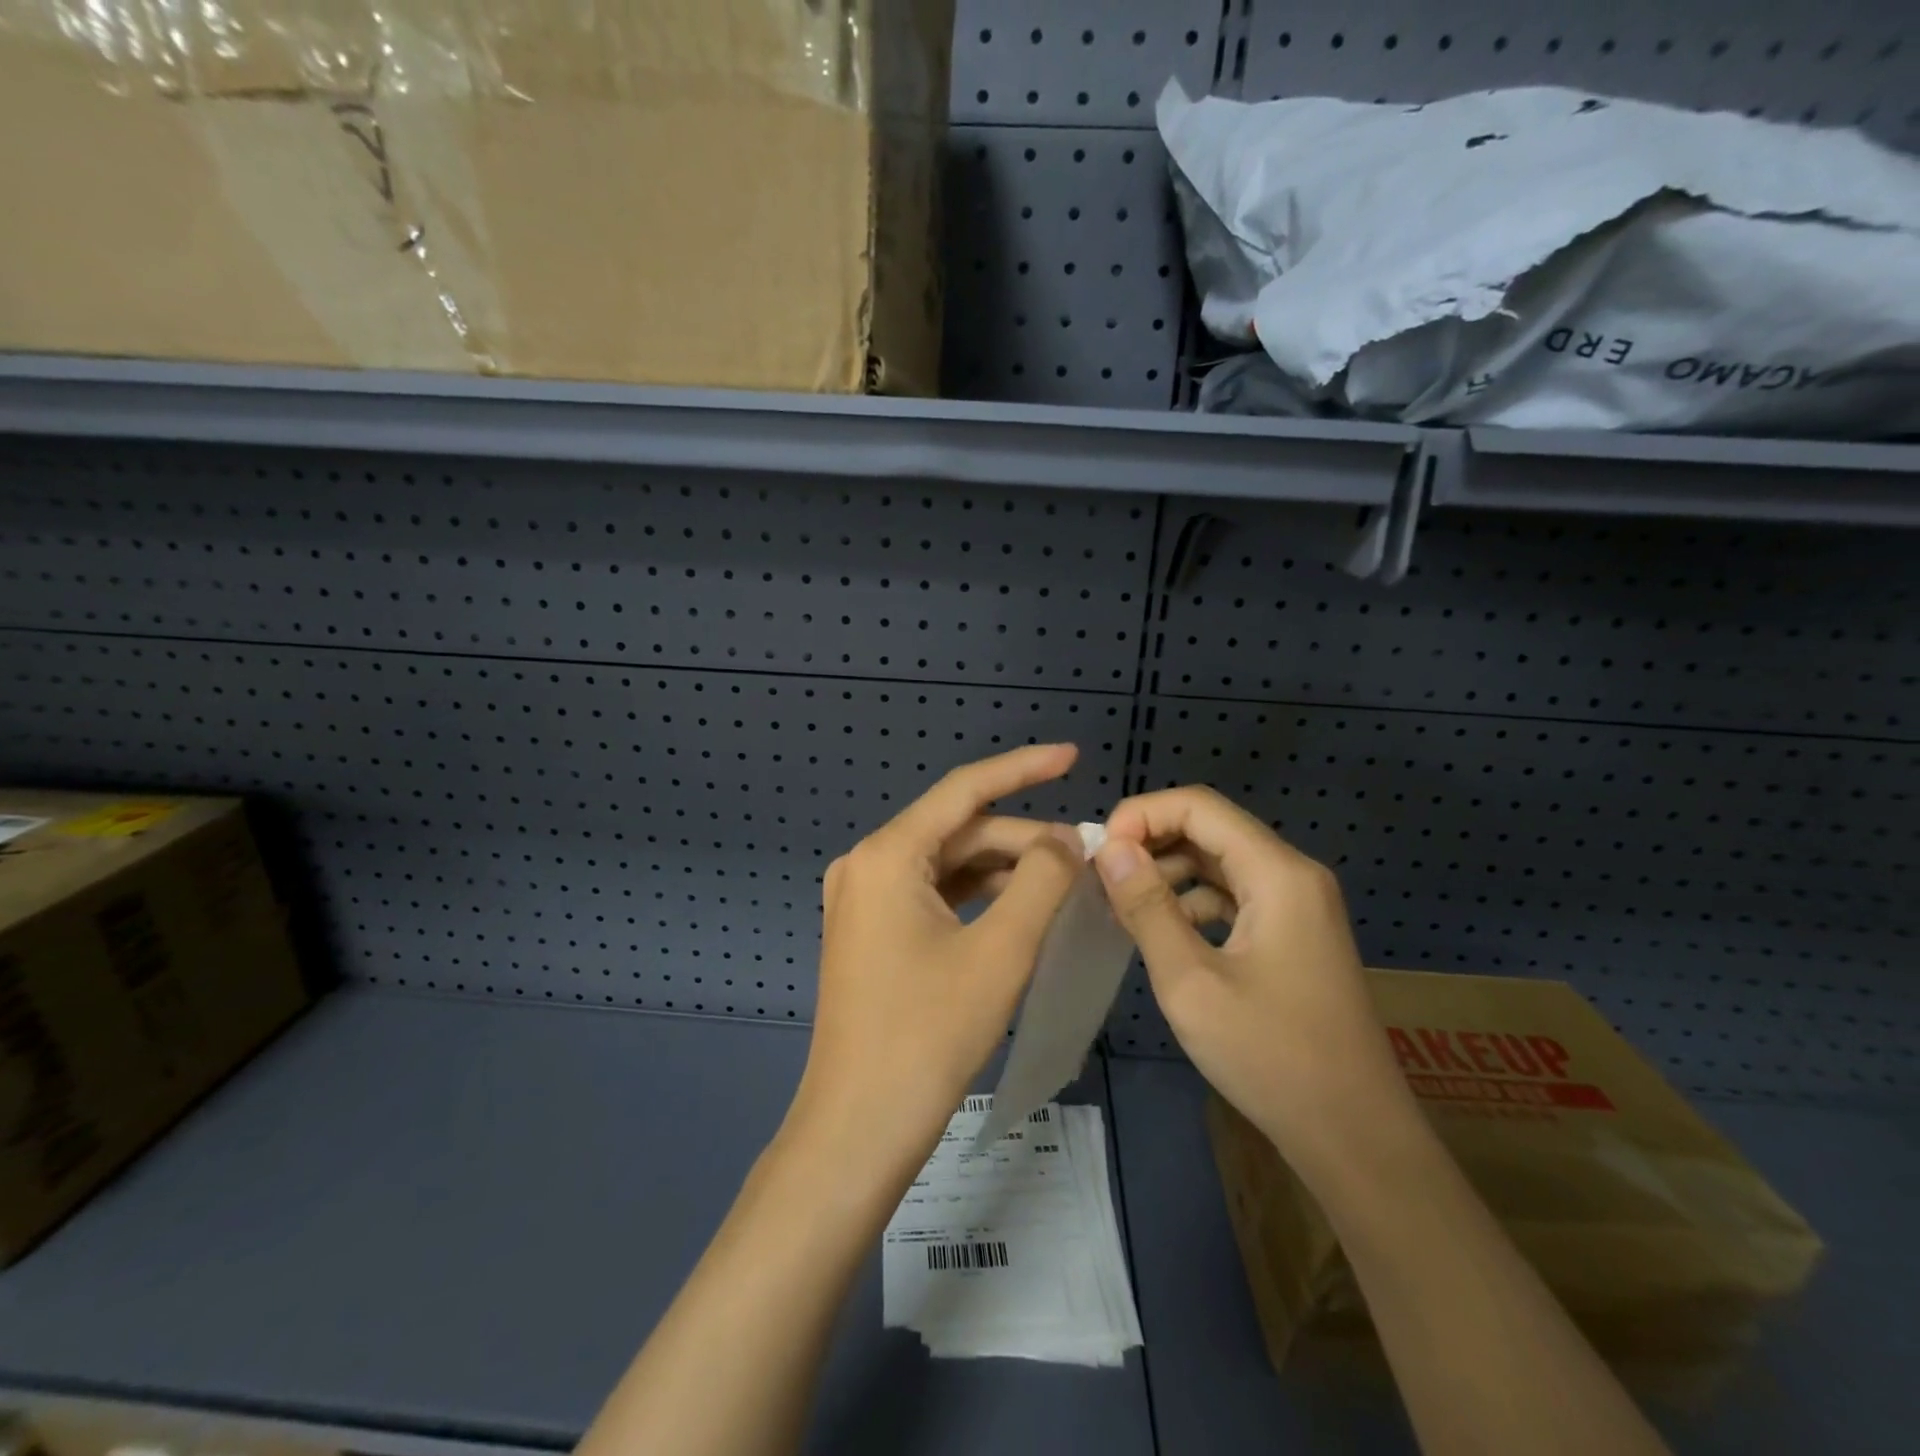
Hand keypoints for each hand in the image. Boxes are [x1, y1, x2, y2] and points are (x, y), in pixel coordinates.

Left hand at [784, 744, 1085, 1175]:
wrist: (860, 1127)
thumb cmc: (929, 1034)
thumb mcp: (1001, 951)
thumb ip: (1041, 880)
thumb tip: (1066, 839)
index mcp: (887, 855)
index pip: (965, 791)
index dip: (1022, 768)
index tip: (1072, 756)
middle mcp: (866, 865)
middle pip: (958, 832)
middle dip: (1023, 839)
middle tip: (1086, 856)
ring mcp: (863, 901)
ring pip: (948, 865)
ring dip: (1004, 869)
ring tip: (1065, 880)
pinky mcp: (871, 932)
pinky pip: (933, 895)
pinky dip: (978, 896)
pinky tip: (1022, 907)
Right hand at [1092, 786, 1416, 1175]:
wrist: (1355, 1137)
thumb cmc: (1271, 1057)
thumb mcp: (1191, 982)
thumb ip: (1147, 907)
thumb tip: (1109, 847)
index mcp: (1278, 874)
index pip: (1199, 807)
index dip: (1142, 815)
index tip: (1099, 852)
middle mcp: (1293, 875)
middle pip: (1211, 828)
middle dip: (1151, 842)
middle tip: (1100, 876)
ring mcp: (1298, 905)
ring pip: (1220, 861)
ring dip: (1168, 871)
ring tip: (1121, 902)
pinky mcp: (1293, 934)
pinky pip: (1234, 895)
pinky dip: (1192, 901)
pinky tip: (1161, 930)